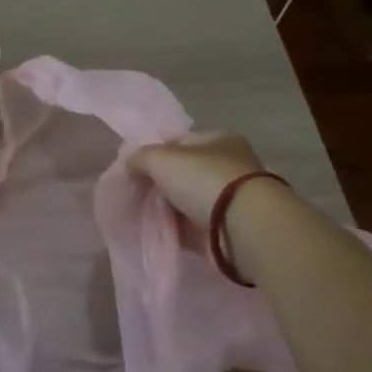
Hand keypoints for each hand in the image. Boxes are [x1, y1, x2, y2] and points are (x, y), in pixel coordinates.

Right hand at [129, 130, 266, 228]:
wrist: (242, 229)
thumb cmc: (204, 180)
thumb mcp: (161, 158)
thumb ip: (140, 158)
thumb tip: (129, 164)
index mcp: (220, 140)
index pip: (180, 142)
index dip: (155, 152)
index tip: (133, 168)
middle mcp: (227, 167)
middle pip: (183, 173)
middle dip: (159, 182)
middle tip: (134, 192)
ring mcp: (227, 201)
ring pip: (186, 201)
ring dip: (166, 207)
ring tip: (139, 213)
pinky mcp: (224, 230)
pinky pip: (190, 227)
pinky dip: (174, 229)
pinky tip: (153, 231)